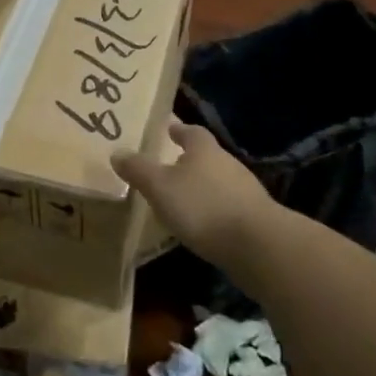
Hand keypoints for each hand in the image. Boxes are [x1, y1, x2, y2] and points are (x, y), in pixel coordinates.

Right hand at [113, 120, 271, 266]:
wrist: (257, 245)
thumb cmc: (202, 206)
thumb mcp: (159, 186)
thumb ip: (138, 169)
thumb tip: (117, 152)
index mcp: (205, 150)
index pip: (191, 132)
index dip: (179, 130)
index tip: (168, 130)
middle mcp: (228, 164)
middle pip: (206, 156)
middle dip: (188, 160)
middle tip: (167, 167)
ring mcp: (245, 191)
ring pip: (218, 182)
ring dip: (201, 187)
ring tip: (180, 199)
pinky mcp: (254, 218)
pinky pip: (227, 206)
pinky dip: (212, 210)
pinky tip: (201, 225)